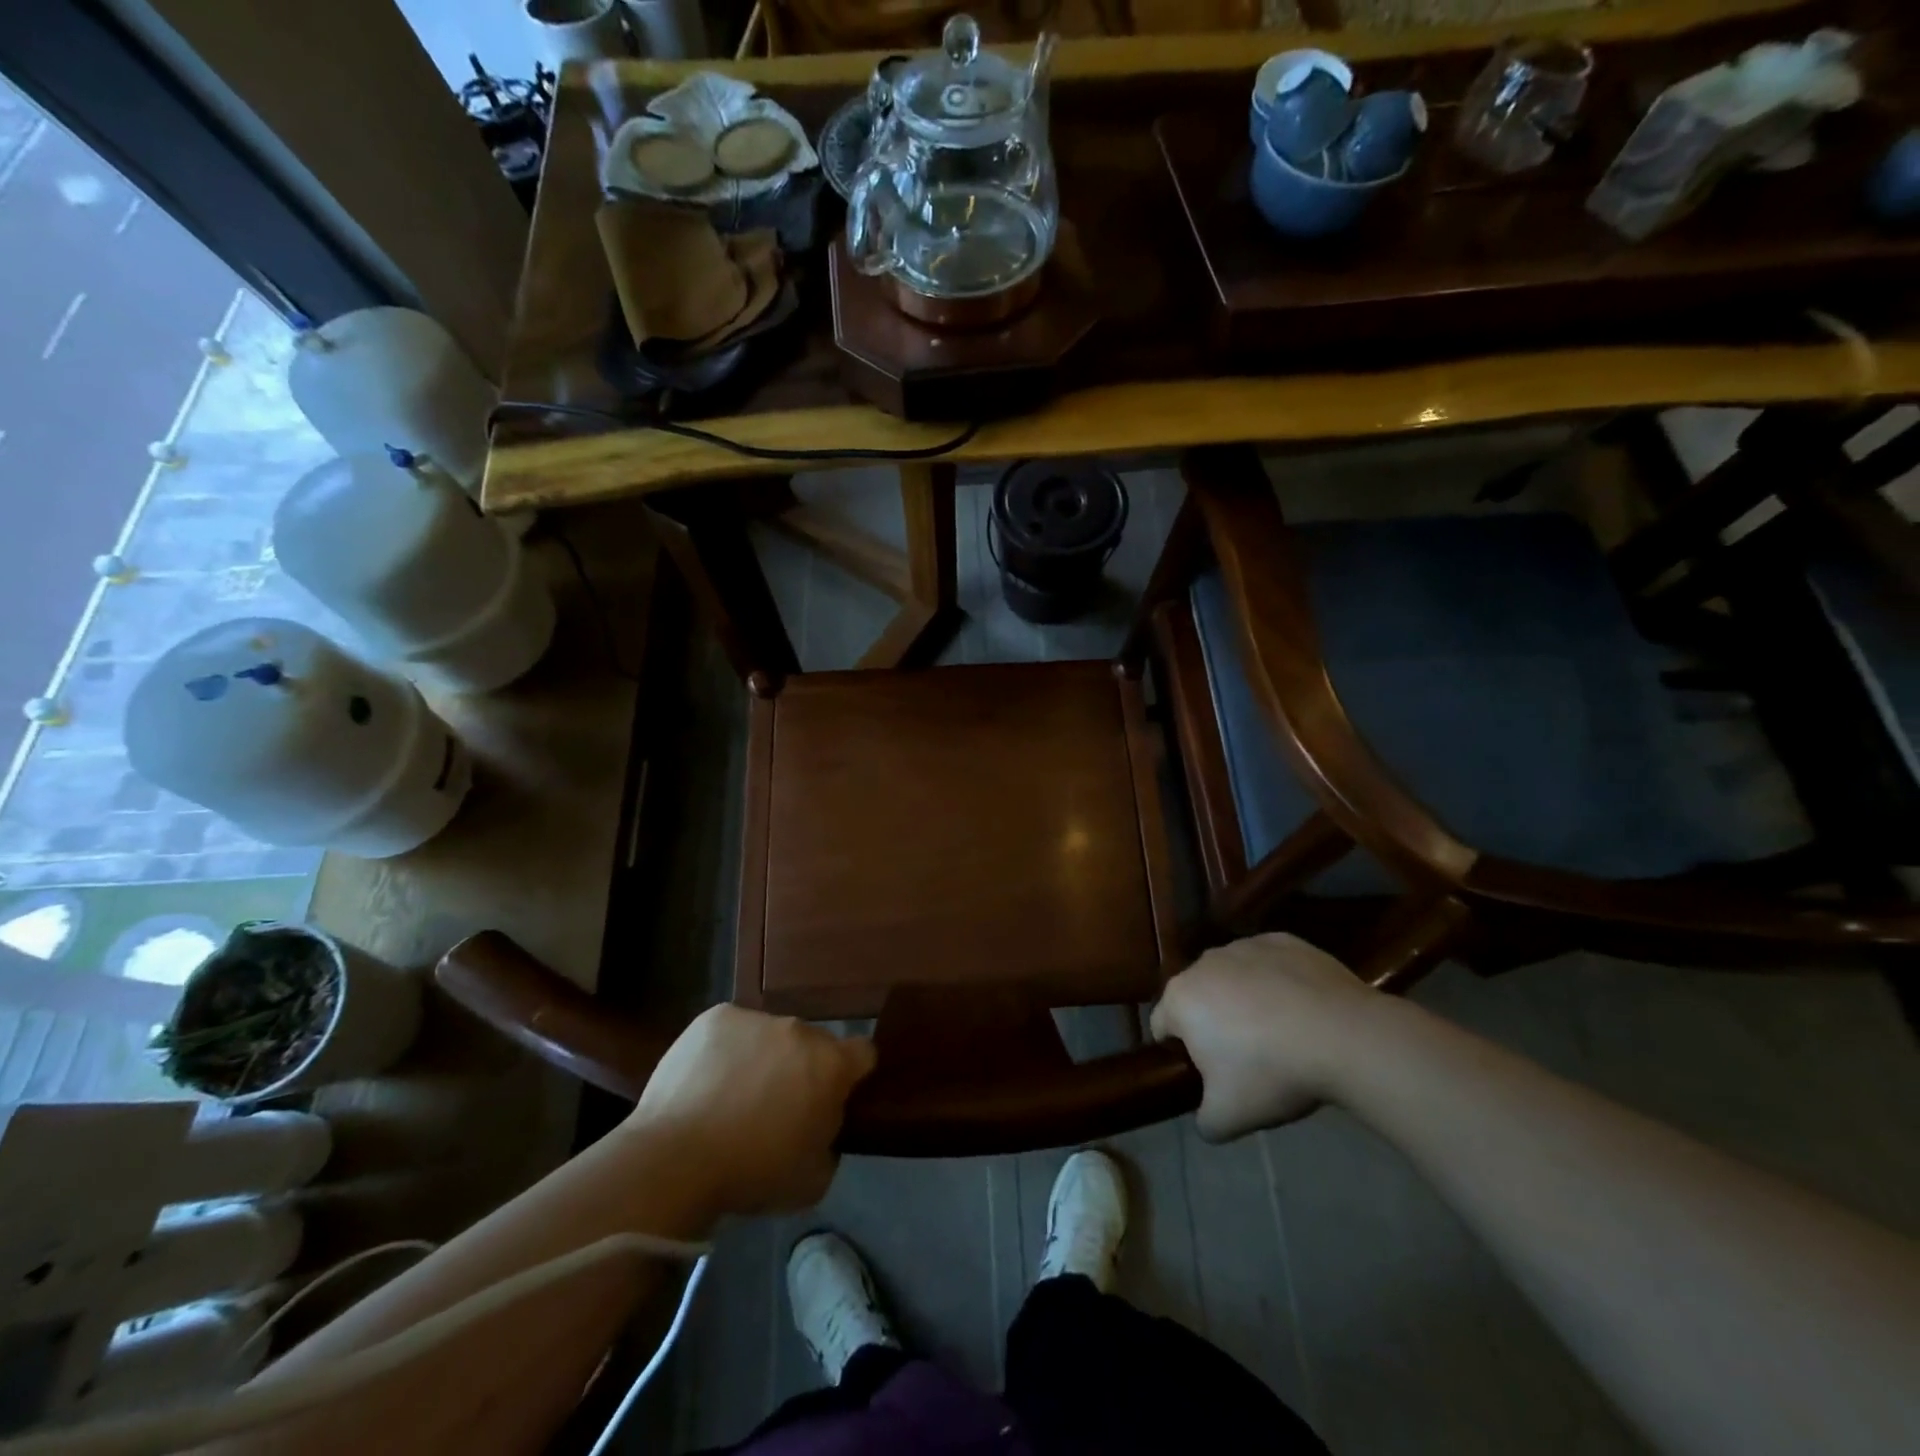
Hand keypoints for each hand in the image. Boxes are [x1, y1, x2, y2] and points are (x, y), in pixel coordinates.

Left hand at [630, 1005, 875, 1216]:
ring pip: (770, 1035)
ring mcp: (756, 1018)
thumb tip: (820, 1124)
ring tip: (733, 1095)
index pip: (863, 1053)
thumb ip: (829, 1141)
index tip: (834, 1097)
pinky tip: (707, 1082)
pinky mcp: (715, 1017)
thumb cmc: (752, 1174)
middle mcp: (799, 1030)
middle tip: (776, 1105)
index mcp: (831, 1064)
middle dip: (802, 1068)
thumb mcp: (813, 1179)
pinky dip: (726, 1050)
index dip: (852, 1075)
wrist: (675, 1160)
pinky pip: (732, 1030)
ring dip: (763, 1057)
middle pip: (812, 1044)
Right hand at [1150, 933, 1378, 1141]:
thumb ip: (1203, 1120)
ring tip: (1280, 1035)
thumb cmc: (1272, 1072)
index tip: (1209, 1076)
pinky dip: (1277, 982)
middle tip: (1246, 1060)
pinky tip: (1303, 1011)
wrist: (1343, 1036)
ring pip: (1232, 977)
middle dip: (1214, 1024)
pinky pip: (1269, 964)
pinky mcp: (1283, 941)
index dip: (1181, 1053)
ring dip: (1244, 1000)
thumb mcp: (1228, 1117)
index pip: (1162, 1026)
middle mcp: (1204, 962)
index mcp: (1180, 998)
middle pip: (1198, 997)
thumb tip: (1206, 1116)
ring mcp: (1244, 946)